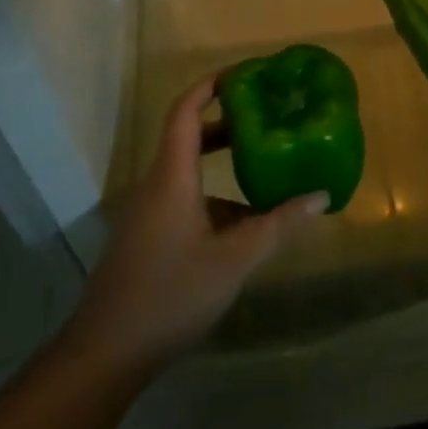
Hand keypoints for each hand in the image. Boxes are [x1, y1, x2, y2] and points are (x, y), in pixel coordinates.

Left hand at [64, 74, 326, 372]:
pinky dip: (214, 196)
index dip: (210, 85)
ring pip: (188, 172)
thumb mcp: (234, 260)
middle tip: (266, 116)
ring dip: (222, 163)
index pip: (185, 111)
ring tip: (265, 166)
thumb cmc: (171, 294)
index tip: (244, 74)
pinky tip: (243, 224)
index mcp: (172, 176)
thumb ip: (278, 225)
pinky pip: (183, 198)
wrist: (105, 354)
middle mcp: (156, 185)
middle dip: (227, 122)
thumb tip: (322, 196)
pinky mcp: (147, 238)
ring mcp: (148, 213)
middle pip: (189, 137)